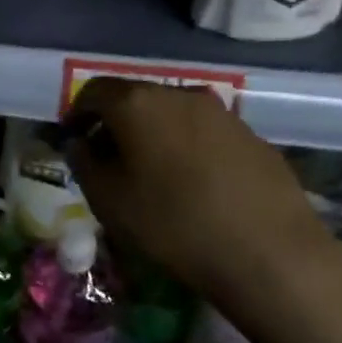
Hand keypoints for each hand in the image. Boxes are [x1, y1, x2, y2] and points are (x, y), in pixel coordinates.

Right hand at [65, 79, 336, 299]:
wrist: (268, 251)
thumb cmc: (172, 223)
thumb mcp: (108, 200)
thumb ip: (84, 163)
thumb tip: (79, 143)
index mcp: (138, 103)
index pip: (94, 91)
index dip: (77, 114)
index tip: (73, 140)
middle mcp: (179, 94)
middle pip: (135, 98)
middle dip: (114, 123)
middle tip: (106, 158)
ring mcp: (221, 111)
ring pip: (171, 114)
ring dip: (152, 135)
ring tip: (149, 173)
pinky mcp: (250, 134)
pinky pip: (203, 132)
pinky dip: (185, 147)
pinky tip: (190, 182)